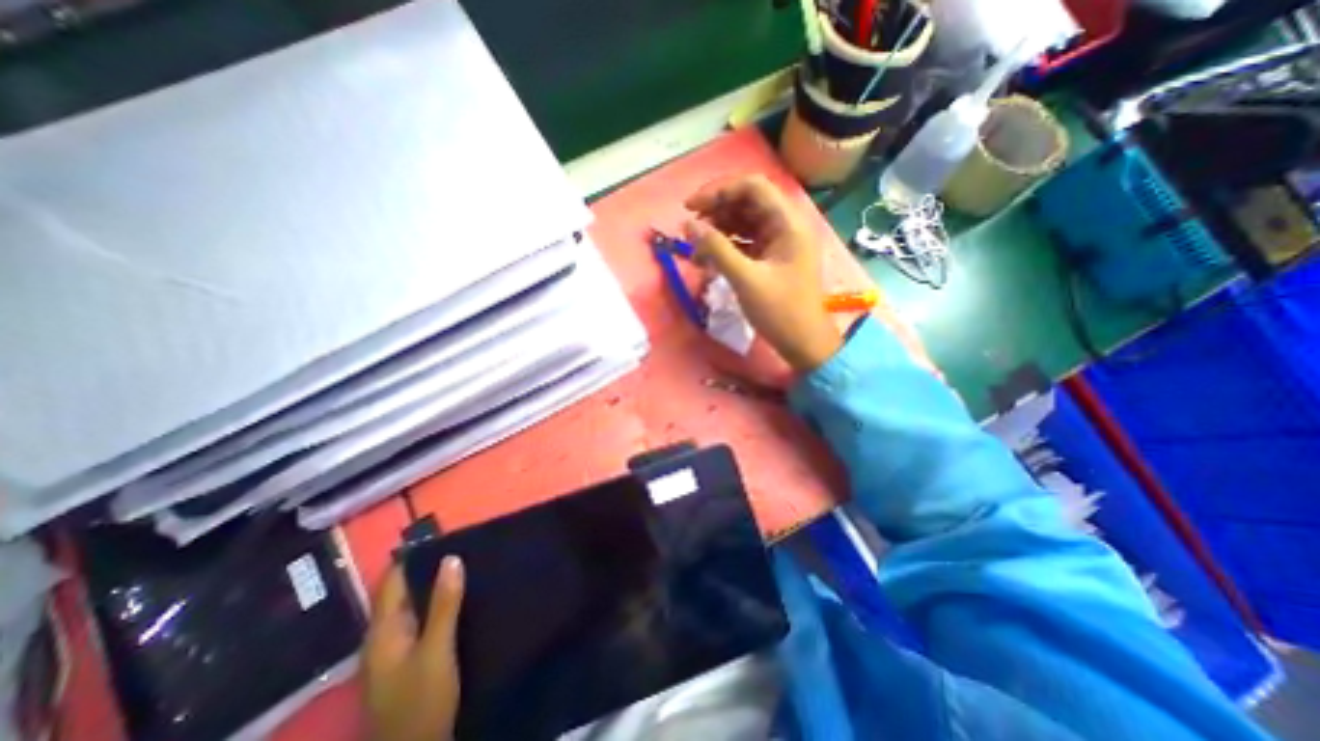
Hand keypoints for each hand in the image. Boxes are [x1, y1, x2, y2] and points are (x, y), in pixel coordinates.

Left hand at [361, 559, 465, 738]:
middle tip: (461, 546)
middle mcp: (381, 637)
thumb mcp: (437, 649)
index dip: (411, 556)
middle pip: (399, 592)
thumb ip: (444, 604)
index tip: (441, 534)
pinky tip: (457, 599)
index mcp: (382, 632)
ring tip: (464, 565)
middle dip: (425, 568)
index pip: (391, 581)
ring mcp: (391, 652)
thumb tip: (451, 557)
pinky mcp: (404, 662)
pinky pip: (417, 621)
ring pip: (410, 607)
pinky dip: (434, 604)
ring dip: (431, 586)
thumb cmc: (422, 702)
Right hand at [686, 173, 838, 371]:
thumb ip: (716, 249)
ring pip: (743, 223)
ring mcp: (778, 242)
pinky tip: (707, 261)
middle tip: (689, 230)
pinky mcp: (770, 258)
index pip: (752, 187)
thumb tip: (688, 225)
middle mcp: (785, 226)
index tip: (690, 208)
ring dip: (717, 232)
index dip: (718, 191)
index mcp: (788, 223)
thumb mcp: (745, 279)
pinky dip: (725, 248)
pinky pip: (744, 242)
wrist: (803, 343)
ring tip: (695, 251)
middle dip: (715, 212)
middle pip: (746, 203)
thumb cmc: (780, 312)